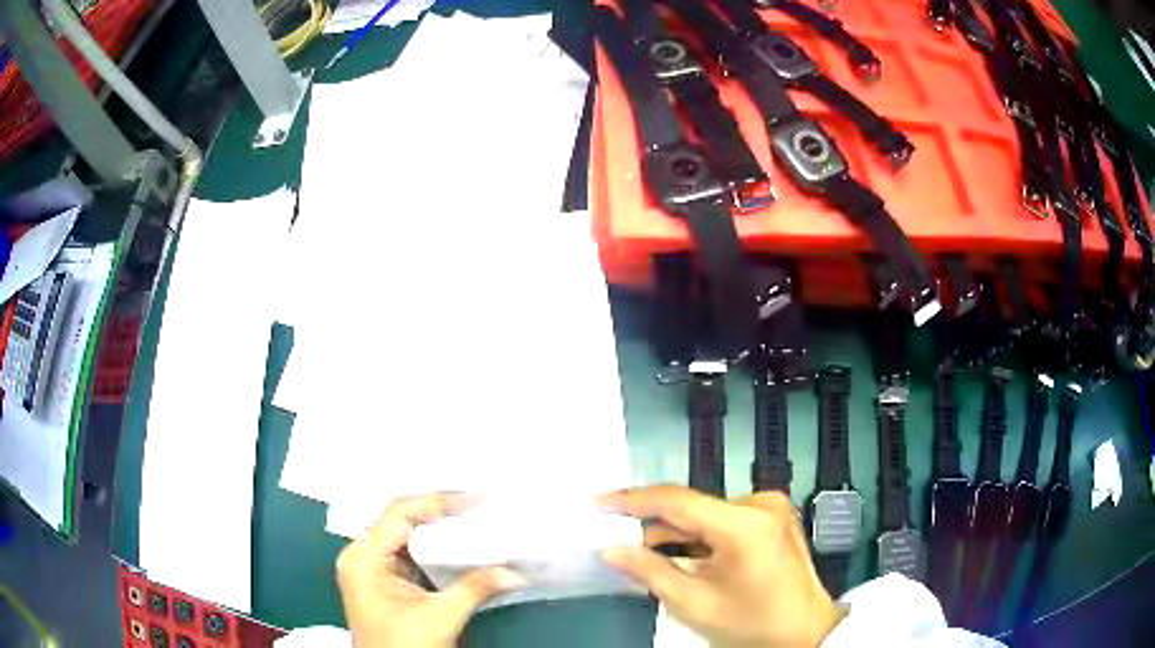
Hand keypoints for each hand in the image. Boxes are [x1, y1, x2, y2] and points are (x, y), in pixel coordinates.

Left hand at [336, 494, 525, 647]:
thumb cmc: (404, 647)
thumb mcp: (440, 618)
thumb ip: (475, 588)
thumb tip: (514, 572)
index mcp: (363, 558)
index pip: (399, 513)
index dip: (437, 502)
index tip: (476, 501)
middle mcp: (361, 556)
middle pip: (399, 519)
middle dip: (439, 511)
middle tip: (477, 505)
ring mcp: (370, 567)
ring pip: (405, 534)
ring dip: (437, 527)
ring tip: (472, 518)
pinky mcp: (382, 580)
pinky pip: (408, 551)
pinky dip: (433, 546)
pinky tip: (457, 543)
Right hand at [598, 485, 842, 647]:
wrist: (806, 633)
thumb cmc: (752, 623)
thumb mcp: (695, 603)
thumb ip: (650, 572)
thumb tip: (612, 550)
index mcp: (743, 523)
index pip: (676, 501)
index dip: (632, 501)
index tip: (598, 502)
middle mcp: (760, 504)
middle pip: (692, 507)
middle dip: (655, 526)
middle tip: (621, 543)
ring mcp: (771, 508)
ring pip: (707, 513)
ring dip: (678, 533)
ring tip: (652, 557)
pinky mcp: (774, 517)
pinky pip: (725, 519)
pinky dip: (701, 536)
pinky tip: (687, 557)